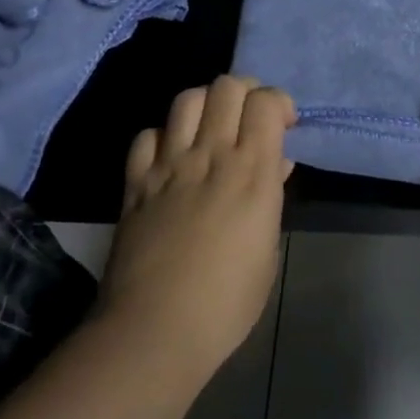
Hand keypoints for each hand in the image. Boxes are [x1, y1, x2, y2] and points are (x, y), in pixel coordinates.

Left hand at [97, 75, 295, 381]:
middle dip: (244, 91)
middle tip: (249, 117)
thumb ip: (271, 198)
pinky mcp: (136, 182)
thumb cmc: (226, 302)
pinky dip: (163, 137)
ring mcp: (170, 165)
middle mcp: (212, 154)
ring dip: (205, 104)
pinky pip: (148, 135)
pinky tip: (171, 157)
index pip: (265, 101)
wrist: (154, 331)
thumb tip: (274, 166)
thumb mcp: (267, 251)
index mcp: (253, 171)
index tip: (283, 125)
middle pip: (227, 86)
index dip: (277, 102)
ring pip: (187, 99)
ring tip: (210, 127)